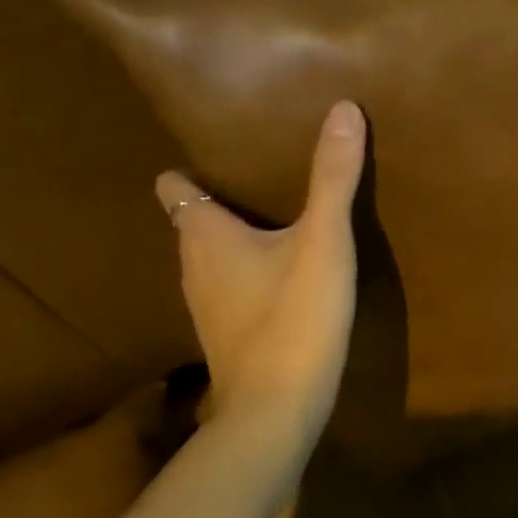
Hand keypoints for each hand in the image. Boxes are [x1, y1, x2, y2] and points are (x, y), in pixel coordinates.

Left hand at [154, 101, 366, 436]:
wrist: (277, 410)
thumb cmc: (294, 316)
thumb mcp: (323, 241)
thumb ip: (332, 177)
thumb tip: (342, 108)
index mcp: (205, 235)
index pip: (175, 187)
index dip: (190, 171)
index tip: (221, 155)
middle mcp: (193, 267)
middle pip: (194, 221)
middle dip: (220, 200)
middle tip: (263, 179)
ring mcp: (206, 307)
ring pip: (211, 259)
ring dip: (236, 240)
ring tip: (277, 223)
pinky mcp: (227, 336)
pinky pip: (230, 290)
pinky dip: (247, 275)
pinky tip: (282, 279)